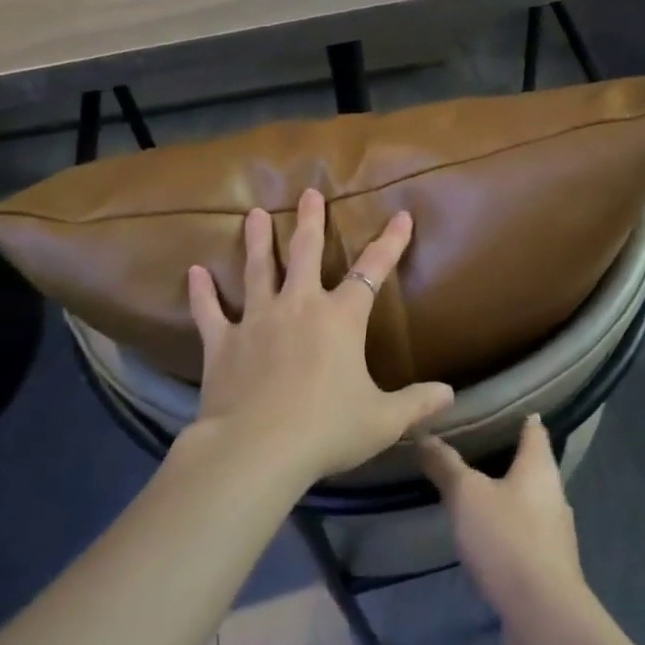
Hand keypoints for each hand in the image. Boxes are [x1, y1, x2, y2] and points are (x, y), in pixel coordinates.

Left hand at [185, 188, 453, 485]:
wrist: (257, 450)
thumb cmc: (327, 429)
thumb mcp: (382, 420)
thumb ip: (416, 404)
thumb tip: (450, 395)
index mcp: (341, 318)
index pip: (373, 270)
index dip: (390, 242)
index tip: (401, 216)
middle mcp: (299, 306)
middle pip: (307, 253)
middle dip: (311, 221)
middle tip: (309, 193)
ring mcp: (257, 320)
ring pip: (258, 270)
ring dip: (259, 241)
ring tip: (255, 214)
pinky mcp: (222, 343)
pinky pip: (209, 311)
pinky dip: (201, 293)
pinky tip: (194, 272)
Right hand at [417, 416, 591, 636]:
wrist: (543, 614)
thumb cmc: (507, 539)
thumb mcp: (466, 495)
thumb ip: (445, 465)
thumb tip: (423, 433)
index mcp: (540, 466)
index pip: (534, 428)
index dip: (518, 415)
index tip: (496, 406)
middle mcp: (554, 492)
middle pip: (532, 464)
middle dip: (506, 455)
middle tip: (471, 447)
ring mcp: (554, 530)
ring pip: (528, 499)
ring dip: (505, 494)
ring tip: (472, 490)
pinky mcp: (548, 563)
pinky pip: (525, 532)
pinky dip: (506, 526)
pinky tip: (485, 535)